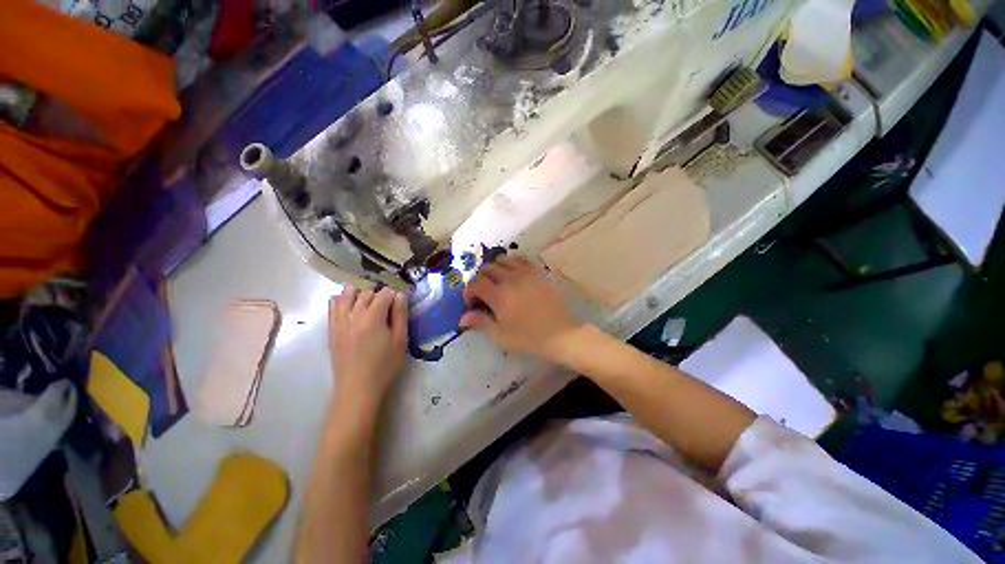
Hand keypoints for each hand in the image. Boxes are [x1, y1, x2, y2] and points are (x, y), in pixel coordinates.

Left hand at [329, 287, 407, 409]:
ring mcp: (339, 321)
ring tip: (369, 302)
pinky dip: (341, 299)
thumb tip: (400, 295)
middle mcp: (353, 314)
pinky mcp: (332, 329)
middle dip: (379, 294)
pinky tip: (349, 303)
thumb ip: (400, 315)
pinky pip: (333, 306)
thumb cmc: (384, 366)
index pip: (384, 294)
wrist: (358, 388)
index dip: (394, 295)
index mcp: (373, 317)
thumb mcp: (400, 340)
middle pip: (366, 292)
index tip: (400, 303)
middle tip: (388, 306)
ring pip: (347, 295)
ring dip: (359, 293)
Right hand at [459, 257, 582, 362]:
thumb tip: (462, 318)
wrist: (560, 334)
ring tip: (498, 282)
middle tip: (484, 293)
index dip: (469, 291)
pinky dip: (513, 263)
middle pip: (488, 269)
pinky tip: (514, 273)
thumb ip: (481, 322)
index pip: (476, 284)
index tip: (471, 301)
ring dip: (495, 270)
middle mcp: (511, 279)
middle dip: (481, 280)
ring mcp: (526, 273)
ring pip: (503, 261)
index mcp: (499, 295)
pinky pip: (522, 259)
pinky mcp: (539, 272)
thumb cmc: (529, 338)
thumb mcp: (501, 335)